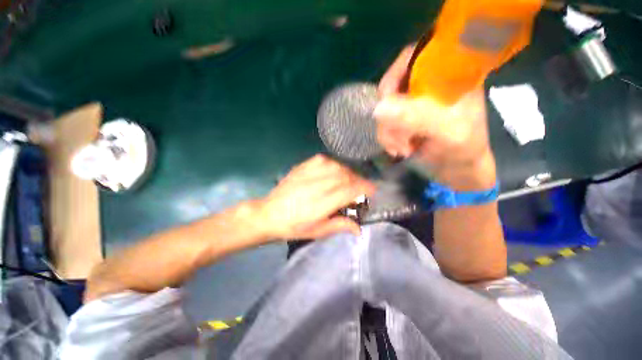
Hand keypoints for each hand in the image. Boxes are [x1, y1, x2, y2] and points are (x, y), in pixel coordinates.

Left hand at [255, 154, 374, 239]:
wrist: (269, 213)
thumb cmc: (294, 226)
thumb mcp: (317, 231)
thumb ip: (339, 226)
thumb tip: (359, 229)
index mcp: (322, 203)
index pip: (350, 190)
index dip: (365, 188)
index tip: (373, 190)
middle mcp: (318, 185)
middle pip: (346, 176)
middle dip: (358, 181)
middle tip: (360, 188)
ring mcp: (309, 173)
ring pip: (337, 166)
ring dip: (347, 172)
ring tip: (348, 180)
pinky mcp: (302, 167)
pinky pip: (324, 160)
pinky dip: (333, 164)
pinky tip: (333, 170)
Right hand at [375, 46, 496, 190]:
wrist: (457, 167)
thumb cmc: (464, 148)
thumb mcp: (448, 132)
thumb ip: (418, 117)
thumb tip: (378, 108)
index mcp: (448, 74)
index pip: (414, 56)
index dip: (394, 76)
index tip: (388, 102)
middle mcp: (427, 83)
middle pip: (392, 87)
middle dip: (390, 116)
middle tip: (400, 138)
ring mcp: (413, 102)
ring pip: (384, 109)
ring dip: (388, 132)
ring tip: (402, 149)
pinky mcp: (404, 118)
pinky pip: (384, 123)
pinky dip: (387, 137)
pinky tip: (398, 149)